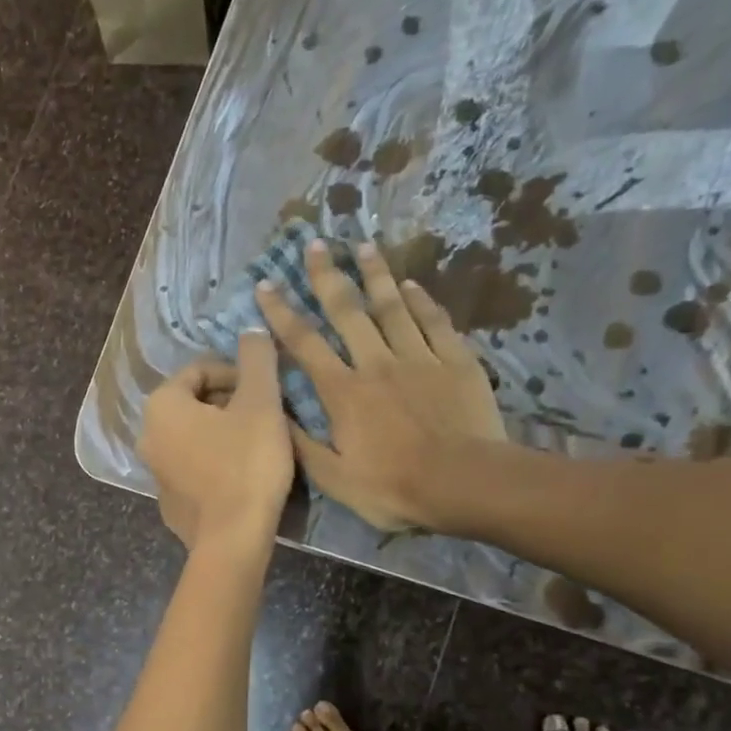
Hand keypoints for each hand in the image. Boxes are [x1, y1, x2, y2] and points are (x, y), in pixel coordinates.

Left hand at [139, 332, 293, 552]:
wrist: (232, 538)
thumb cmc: (246, 462)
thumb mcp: (260, 402)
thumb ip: (256, 359)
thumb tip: (252, 329)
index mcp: (161, 406)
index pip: (200, 371)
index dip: (237, 373)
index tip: (266, 388)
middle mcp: (148, 435)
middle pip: (195, 403)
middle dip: (230, 402)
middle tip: (266, 415)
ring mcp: (155, 472)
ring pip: (194, 436)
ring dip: (225, 432)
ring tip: (260, 443)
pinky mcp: (169, 501)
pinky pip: (194, 467)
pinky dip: (215, 462)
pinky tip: (243, 475)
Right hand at [255, 240, 506, 533]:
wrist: (464, 484)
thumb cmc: (392, 487)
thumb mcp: (333, 477)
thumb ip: (300, 443)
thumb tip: (272, 412)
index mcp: (342, 392)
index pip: (304, 344)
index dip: (281, 313)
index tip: (266, 285)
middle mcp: (376, 363)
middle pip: (347, 311)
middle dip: (327, 276)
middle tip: (315, 244)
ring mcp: (419, 358)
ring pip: (392, 307)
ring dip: (376, 275)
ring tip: (363, 246)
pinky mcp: (455, 362)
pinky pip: (435, 323)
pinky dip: (422, 301)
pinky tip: (411, 285)